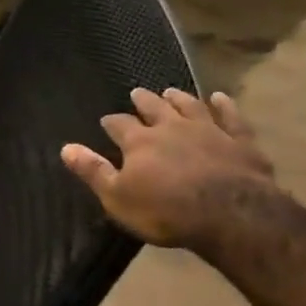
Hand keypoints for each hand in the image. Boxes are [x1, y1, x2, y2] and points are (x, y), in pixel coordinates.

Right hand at [61, 88, 277, 249]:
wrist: (231, 215)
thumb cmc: (166, 211)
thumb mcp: (118, 198)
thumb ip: (93, 171)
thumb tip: (66, 147)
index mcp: (139, 142)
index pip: (119, 125)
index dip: (111, 122)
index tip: (106, 121)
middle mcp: (171, 127)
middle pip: (154, 107)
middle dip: (143, 101)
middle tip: (137, 93)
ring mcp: (208, 130)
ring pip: (190, 106)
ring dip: (178, 98)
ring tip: (170, 91)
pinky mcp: (239, 140)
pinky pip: (231, 117)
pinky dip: (225, 106)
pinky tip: (220, 98)